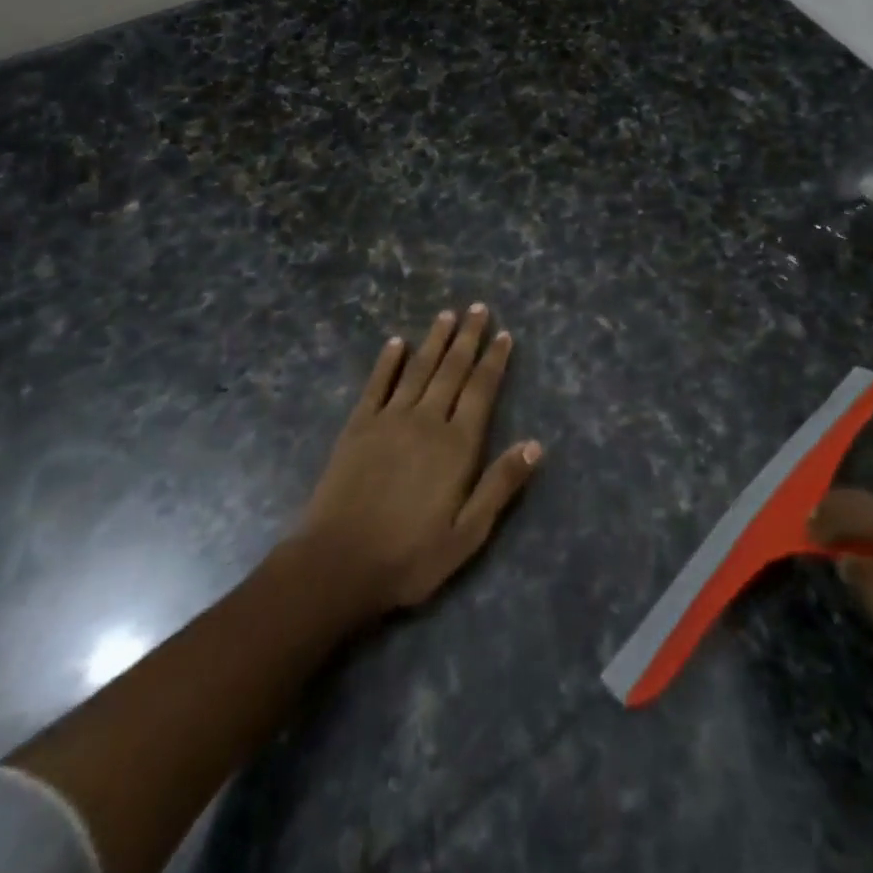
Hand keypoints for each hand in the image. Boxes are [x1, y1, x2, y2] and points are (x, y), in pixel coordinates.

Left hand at [298, 304, 542, 616]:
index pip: (481, 390)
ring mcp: (389, 419)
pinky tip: (396, 342)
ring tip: (447, 314)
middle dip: (467, 337)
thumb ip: (500, 485)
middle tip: (478, 307)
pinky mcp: (358, 426)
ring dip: (434, 339)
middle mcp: (426, 421)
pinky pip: (377, 384)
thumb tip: (535, 444)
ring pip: (418, 368)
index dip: (494, 360)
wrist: (337, 565)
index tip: (504, 334)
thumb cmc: (409, 556)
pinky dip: (388, 361)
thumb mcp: (467, 534)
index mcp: (456, 446)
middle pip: (452, 369)